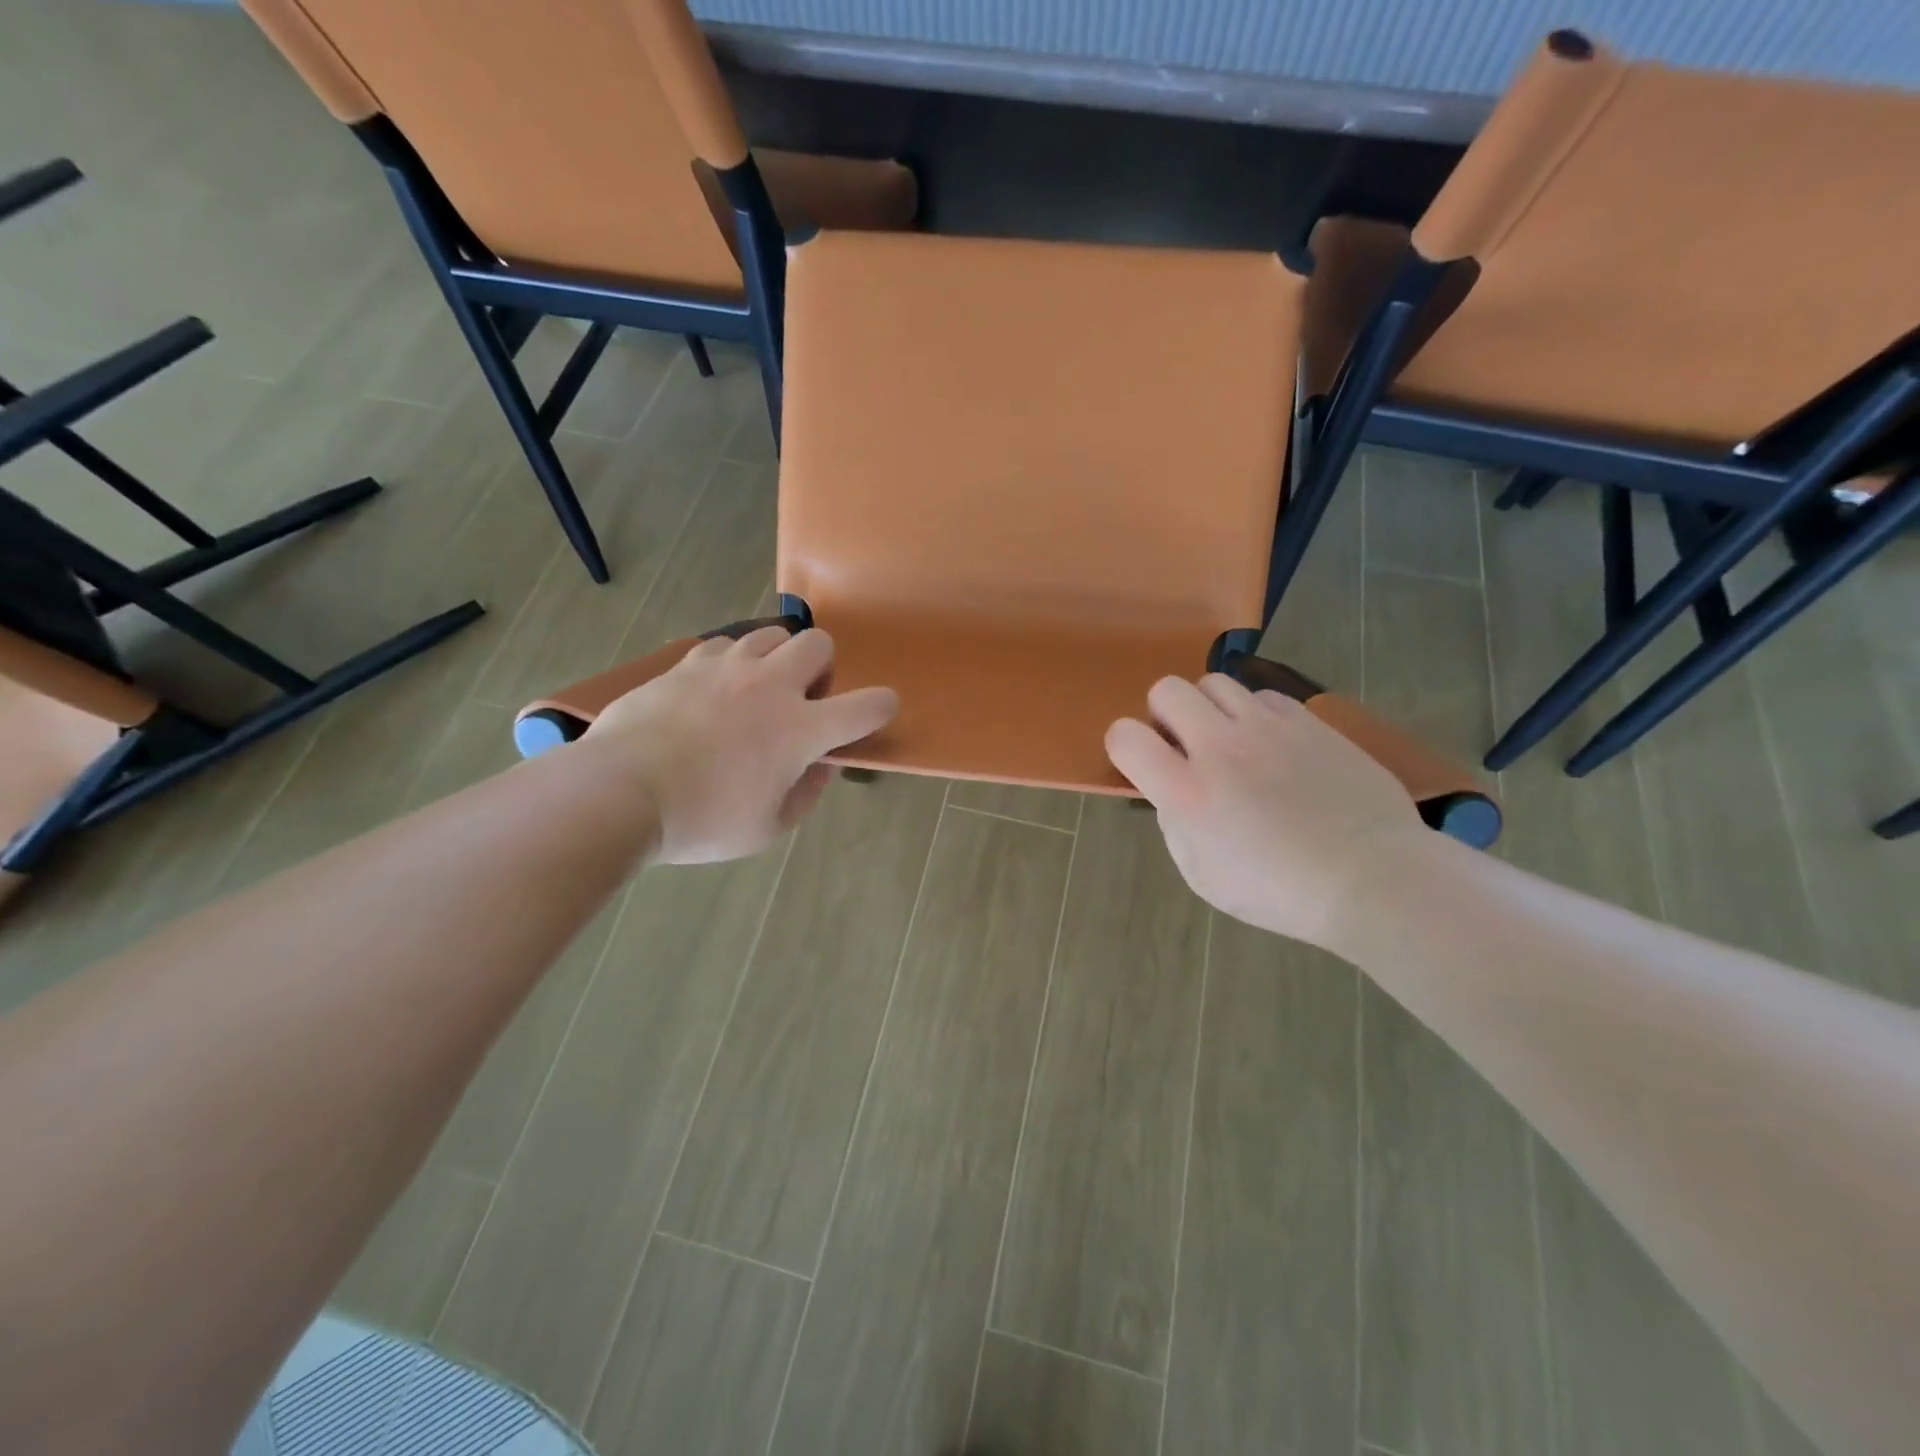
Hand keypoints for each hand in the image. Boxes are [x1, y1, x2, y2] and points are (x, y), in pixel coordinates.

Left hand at [585, 627, 896, 863]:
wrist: (619, 793)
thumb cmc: (701, 821)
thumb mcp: (766, 828)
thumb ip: (805, 793)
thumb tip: (819, 766)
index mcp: (801, 729)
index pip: (868, 705)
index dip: (882, 707)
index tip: (874, 715)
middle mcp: (772, 685)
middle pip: (820, 644)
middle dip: (822, 669)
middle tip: (800, 702)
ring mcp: (728, 667)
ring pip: (772, 635)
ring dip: (777, 660)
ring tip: (755, 692)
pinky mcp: (687, 663)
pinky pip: (724, 645)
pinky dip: (731, 664)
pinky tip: (713, 692)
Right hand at [1106, 675, 1423, 948]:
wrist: (1373, 878)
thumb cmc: (1282, 892)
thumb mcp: (1204, 876)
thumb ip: (1175, 825)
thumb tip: (1171, 792)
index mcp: (1188, 792)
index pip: (1125, 736)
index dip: (1123, 744)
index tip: (1141, 762)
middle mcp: (1221, 747)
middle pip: (1167, 690)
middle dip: (1163, 714)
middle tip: (1184, 745)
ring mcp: (1267, 727)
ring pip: (1215, 682)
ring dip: (1209, 709)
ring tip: (1229, 740)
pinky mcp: (1307, 721)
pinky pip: (1263, 695)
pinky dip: (1254, 714)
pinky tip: (1271, 745)